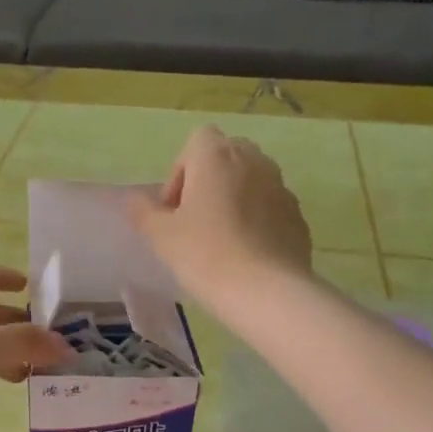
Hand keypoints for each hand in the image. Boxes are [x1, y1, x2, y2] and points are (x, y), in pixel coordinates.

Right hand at [127, 125, 312, 307]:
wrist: (266, 291)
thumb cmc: (205, 255)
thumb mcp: (161, 236)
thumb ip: (143, 212)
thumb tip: (135, 200)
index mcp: (217, 156)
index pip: (198, 140)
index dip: (181, 170)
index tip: (174, 207)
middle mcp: (254, 161)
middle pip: (227, 156)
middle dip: (209, 181)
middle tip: (194, 220)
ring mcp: (281, 187)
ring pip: (252, 181)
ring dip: (234, 200)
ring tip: (221, 239)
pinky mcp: (297, 216)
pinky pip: (270, 208)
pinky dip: (257, 221)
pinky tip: (246, 254)